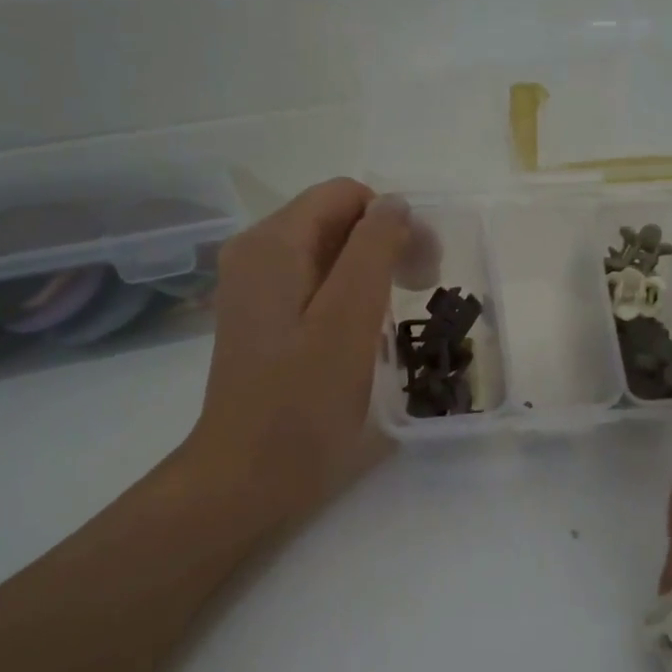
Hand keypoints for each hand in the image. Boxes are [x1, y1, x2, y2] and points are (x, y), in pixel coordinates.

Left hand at [177, 178, 411, 534]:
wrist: (246, 476)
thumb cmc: (302, 404)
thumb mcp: (348, 321)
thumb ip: (373, 251)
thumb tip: (394, 205)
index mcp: (273, 244)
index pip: (346, 195)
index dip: (394, 221)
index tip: (426, 269)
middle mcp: (255, 252)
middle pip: (334, 220)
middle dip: (385, 243)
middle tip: (423, 289)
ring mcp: (253, 288)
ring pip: (326, 253)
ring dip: (370, 270)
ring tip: (398, 314)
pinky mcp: (260, 319)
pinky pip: (312, 285)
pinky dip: (346, 295)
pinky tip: (364, 332)